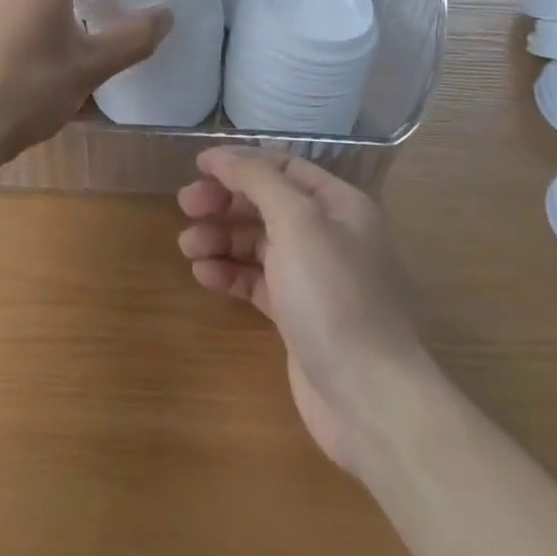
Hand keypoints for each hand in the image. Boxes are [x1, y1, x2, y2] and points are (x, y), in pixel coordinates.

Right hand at [178, 147, 430, 474]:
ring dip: (221, 238)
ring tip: (187, 247)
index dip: (240, 163)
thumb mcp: (297, 223)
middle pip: (267, 203)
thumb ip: (258, 180)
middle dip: (225, 202)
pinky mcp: (298, 317)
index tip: (198, 168)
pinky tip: (203, 275)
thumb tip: (221, 155)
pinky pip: (257, 281)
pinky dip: (230, 273)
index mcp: (339, 205)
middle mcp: (329, 235)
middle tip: (185, 207)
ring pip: (258, 243)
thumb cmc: (334, 297)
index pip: (283, 167)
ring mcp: (314, 278)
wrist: (370, 399)